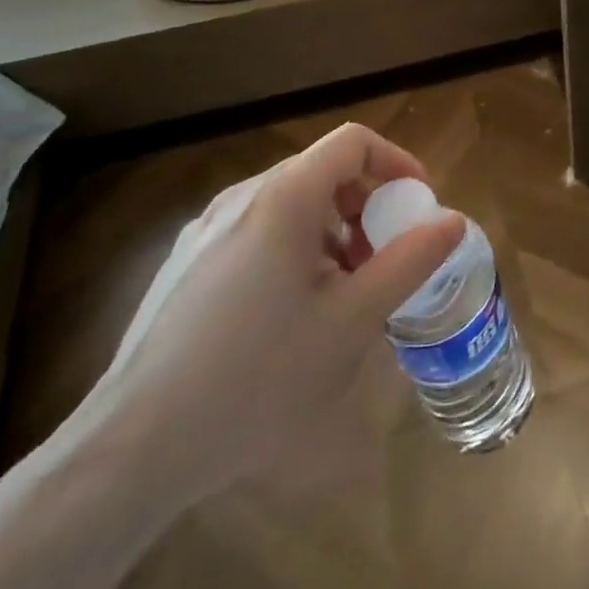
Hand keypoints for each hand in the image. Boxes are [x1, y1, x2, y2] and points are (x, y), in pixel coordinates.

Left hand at [69, 123, 464, 503]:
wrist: (136, 446)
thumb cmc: (259, 376)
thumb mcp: (353, 320)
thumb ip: (410, 262)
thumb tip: (452, 220)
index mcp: (284, 197)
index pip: (353, 142)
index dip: (395, 162)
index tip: (417, 205)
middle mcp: (242, 198)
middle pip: (323, 173)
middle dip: (367, 207)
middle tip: (385, 261)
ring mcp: (206, 230)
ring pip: (290, 205)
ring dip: (333, 233)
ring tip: (343, 295)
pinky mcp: (185, 264)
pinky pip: (257, 232)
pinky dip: (295, 250)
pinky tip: (291, 316)